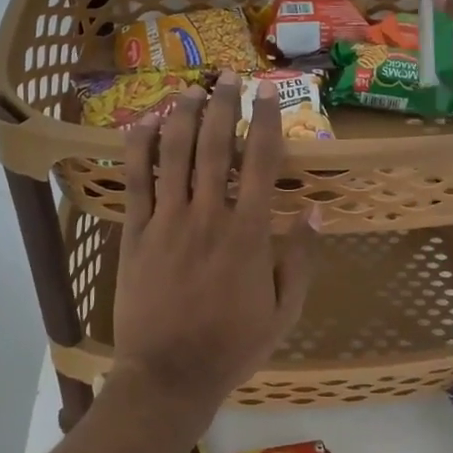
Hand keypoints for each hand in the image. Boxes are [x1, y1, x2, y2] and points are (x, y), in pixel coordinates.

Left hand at [110, 72, 316, 419]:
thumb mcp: (284, 311)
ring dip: (183, 115)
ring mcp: (167, 222)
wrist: (169, 376)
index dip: (266, 121)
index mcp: (249, 234)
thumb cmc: (232, 347)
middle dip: (223, 105)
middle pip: (216, 146)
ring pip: (175, 154)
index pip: (262, 162)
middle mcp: (208, 216)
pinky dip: (140, 148)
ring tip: (191, 89)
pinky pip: (136, 181)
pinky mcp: (135, 234)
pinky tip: (145, 123)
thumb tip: (318, 210)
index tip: (268, 93)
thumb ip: (301, 259)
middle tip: (229, 77)